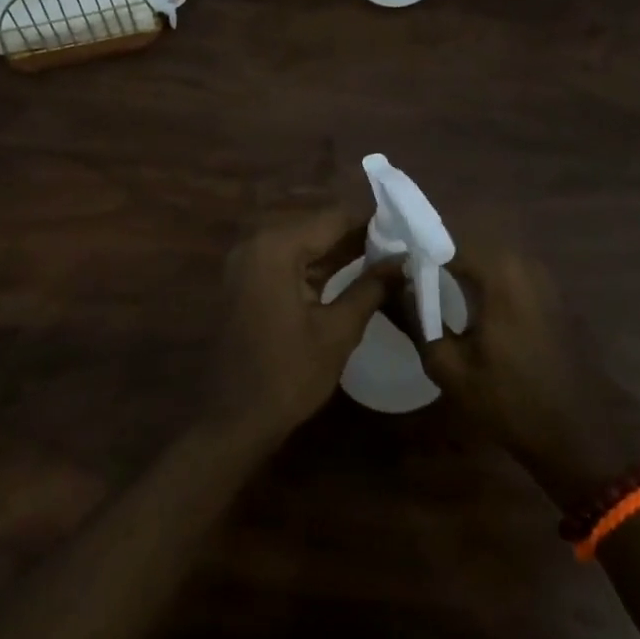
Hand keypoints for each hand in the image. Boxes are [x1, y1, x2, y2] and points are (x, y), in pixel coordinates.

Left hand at [209, 206, 398, 445]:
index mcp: (276, 247)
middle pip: (315, 227)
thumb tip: (403, 260)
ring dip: (338, 251)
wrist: (233, 420)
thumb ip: (371, 287)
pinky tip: (349, 272)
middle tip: (399, 246)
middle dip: (357, 236)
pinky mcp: (245, 281)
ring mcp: (246, 262)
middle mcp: (256, 243)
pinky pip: (287, 261)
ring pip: (302, 244)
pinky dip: (316, 265)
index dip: (371, 223)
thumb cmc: (288, 375)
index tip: (406, 230)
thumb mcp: (338, 331)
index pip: (333, 218)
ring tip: (383, 258)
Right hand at [410, 237, 639, 508]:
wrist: (575, 436)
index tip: (390, 267)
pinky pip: (509, 276)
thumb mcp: (449, 366)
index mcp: (501, 273)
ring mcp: (545, 279)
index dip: (415, 252)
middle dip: (437, 256)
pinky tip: (467, 304)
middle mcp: (526, 264)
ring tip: (431, 287)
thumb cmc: (508, 401)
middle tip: (406, 276)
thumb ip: (417, 319)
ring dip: (461, 268)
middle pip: (469, 247)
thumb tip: (395, 287)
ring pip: (490, 260)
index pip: (446, 243)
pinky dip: (484, 281)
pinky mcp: (553, 297)